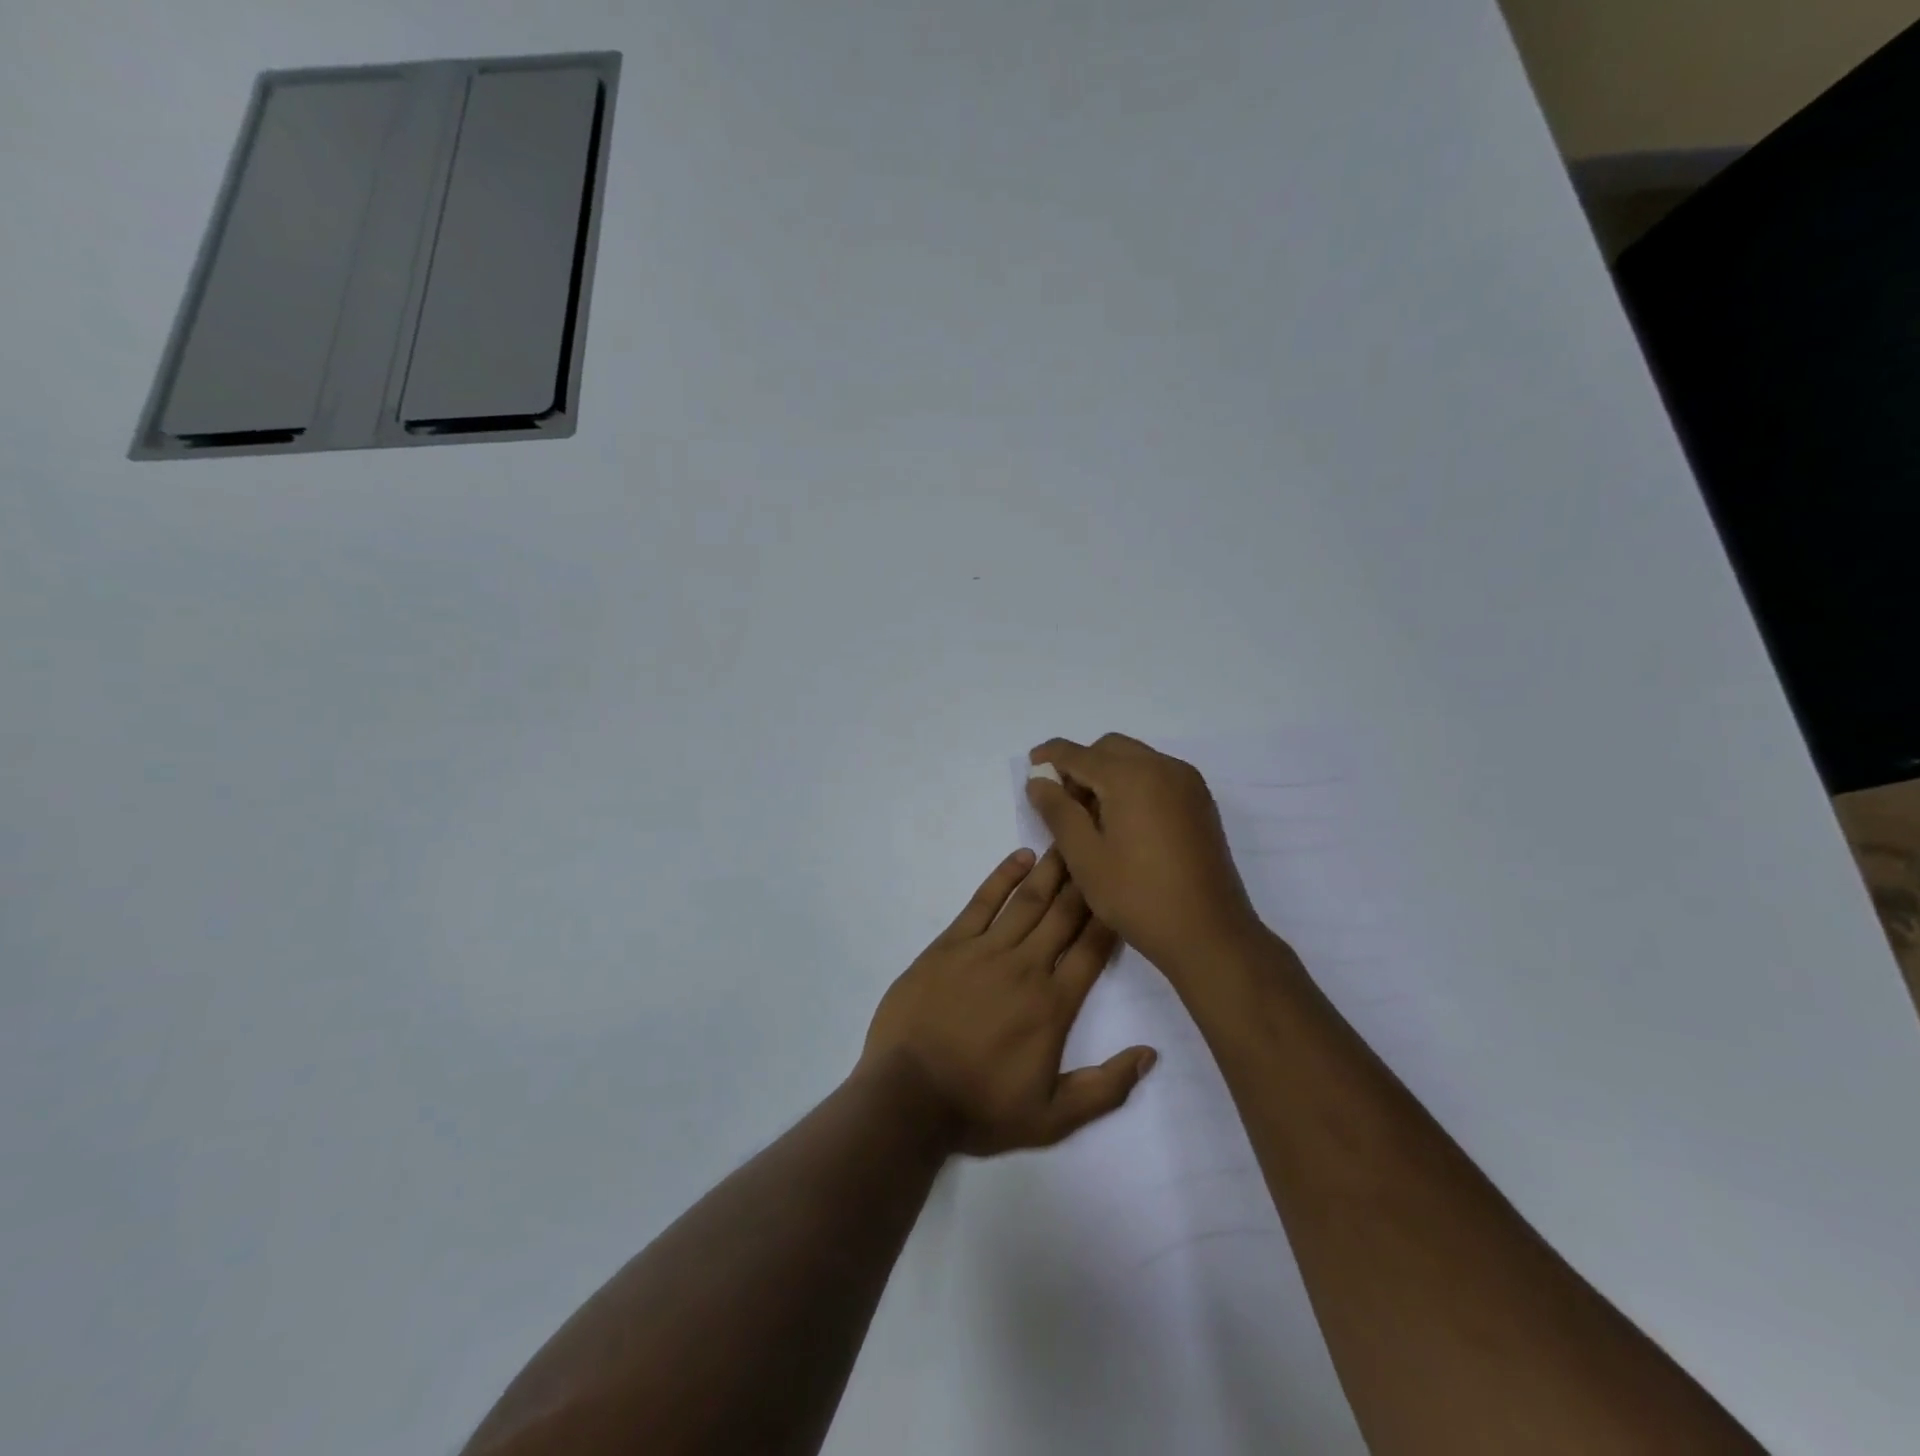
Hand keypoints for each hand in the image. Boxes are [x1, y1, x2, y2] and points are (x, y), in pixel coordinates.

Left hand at [860, 848, 1156, 1156]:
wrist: (908, 1098)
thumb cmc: (980, 1108)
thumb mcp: (1052, 1118)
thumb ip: (1105, 1088)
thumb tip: (1150, 1054)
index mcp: (1053, 1004)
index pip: (1092, 949)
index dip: (1110, 916)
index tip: (1123, 886)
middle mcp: (1025, 967)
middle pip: (1064, 914)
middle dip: (1086, 879)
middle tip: (1101, 843)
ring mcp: (985, 950)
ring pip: (1028, 900)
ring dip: (1051, 869)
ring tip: (1069, 839)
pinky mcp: (949, 945)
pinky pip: (981, 903)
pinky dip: (1002, 877)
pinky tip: (1019, 857)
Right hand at [1025, 734, 1265, 980]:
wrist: (1209, 934)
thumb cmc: (1137, 896)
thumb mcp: (1084, 856)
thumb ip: (1057, 811)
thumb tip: (1038, 779)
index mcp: (1131, 776)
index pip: (1079, 754)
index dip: (1050, 756)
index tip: (1031, 765)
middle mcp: (1163, 767)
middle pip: (1110, 748)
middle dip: (1081, 764)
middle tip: (1060, 800)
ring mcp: (1187, 784)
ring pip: (1136, 759)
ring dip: (1107, 773)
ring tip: (1090, 816)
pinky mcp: (1200, 802)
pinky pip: (1157, 775)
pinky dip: (1133, 783)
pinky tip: (1123, 821)